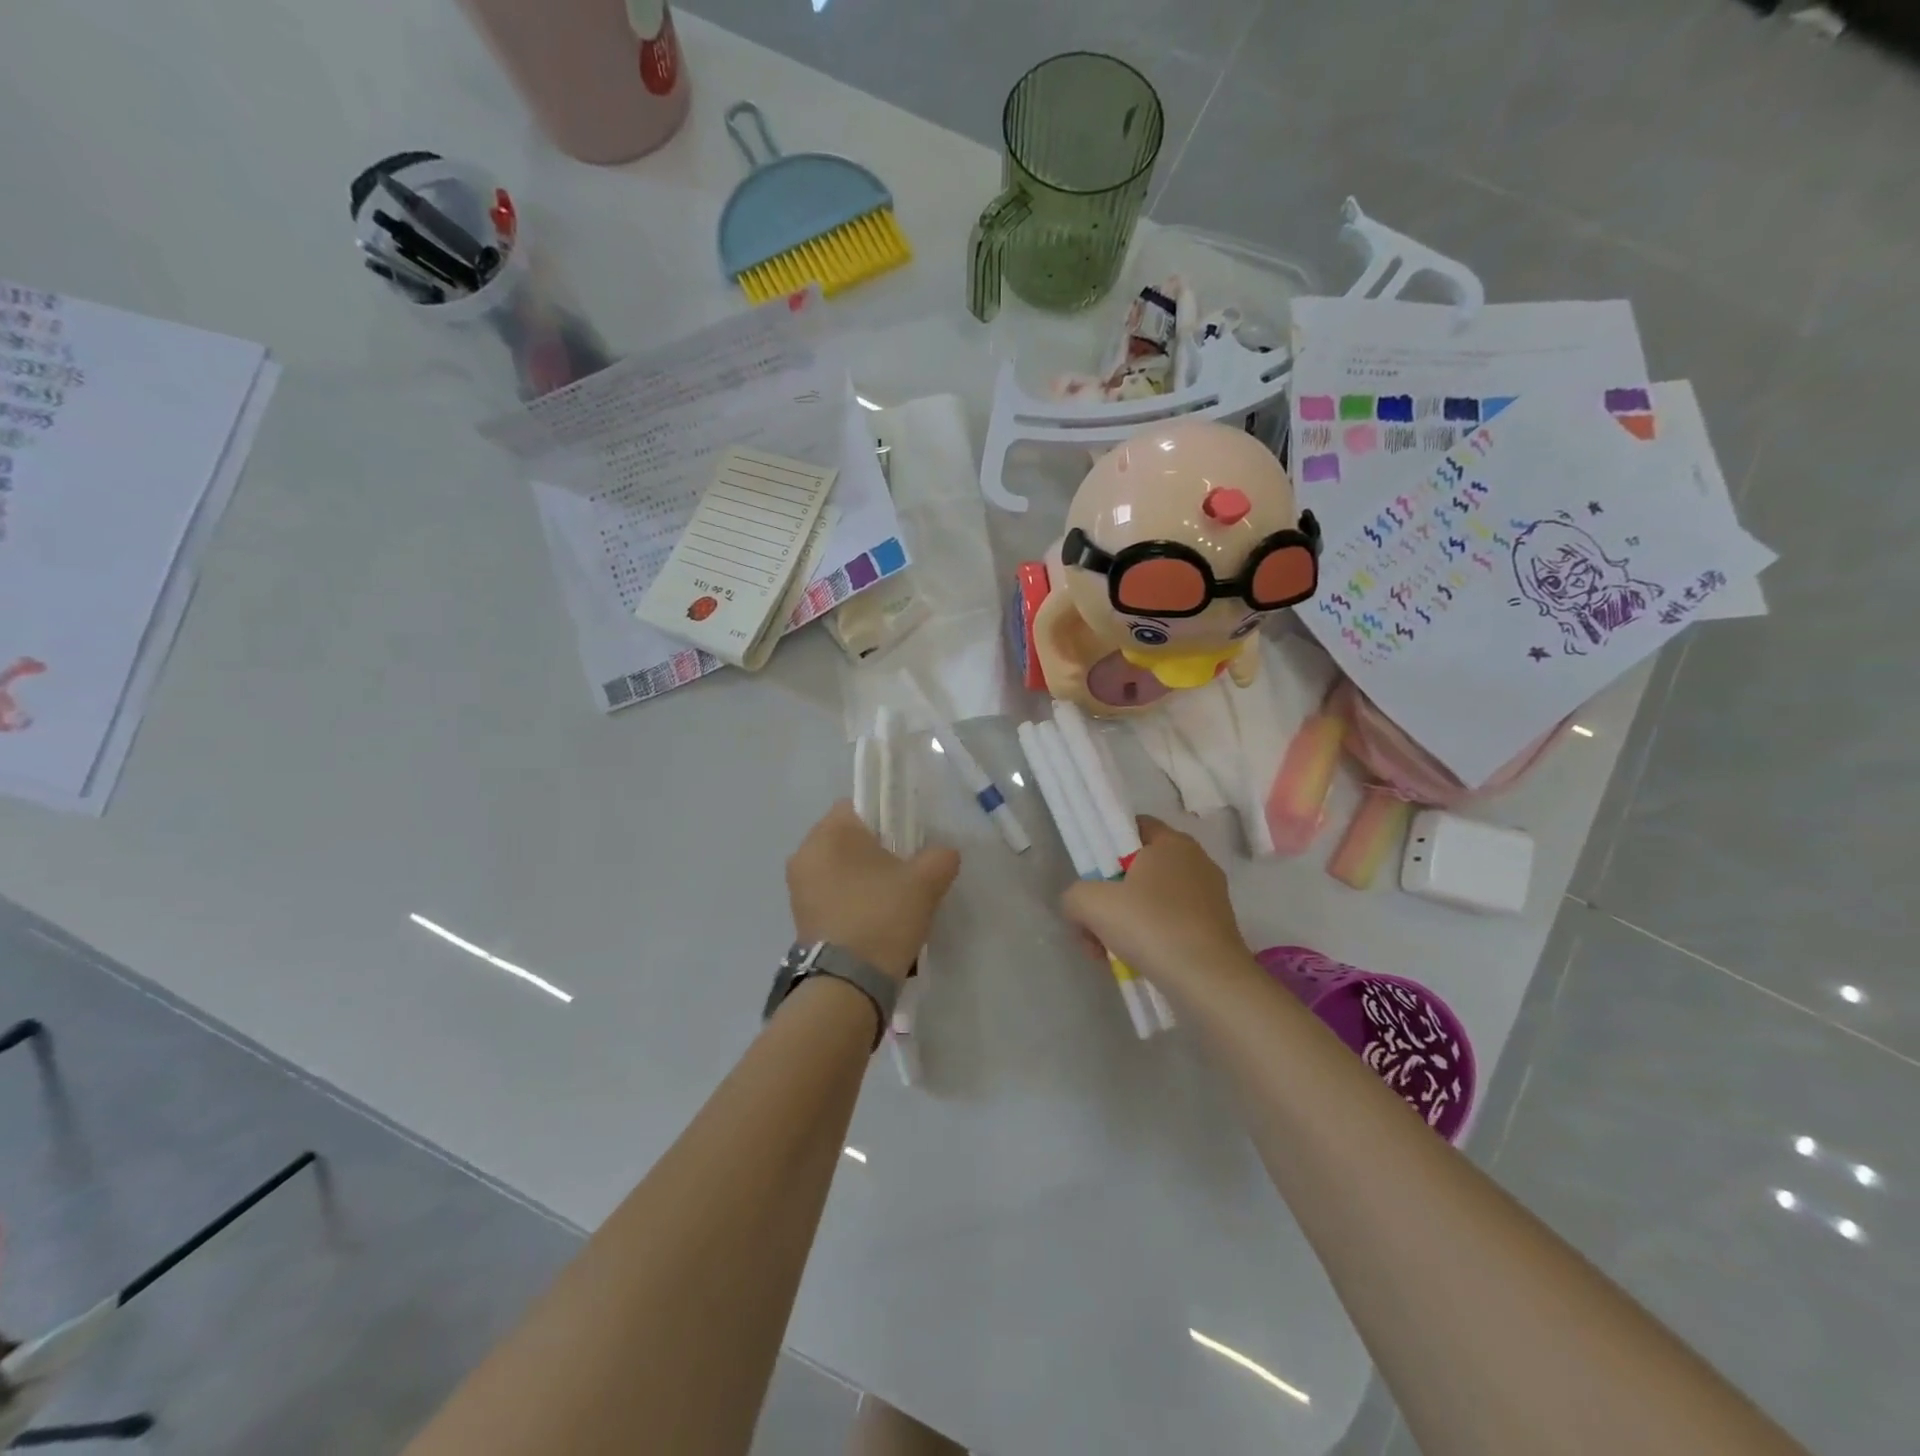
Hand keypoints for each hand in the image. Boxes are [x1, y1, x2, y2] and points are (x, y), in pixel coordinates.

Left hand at [786, 800, 960, 981]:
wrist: (848, 984)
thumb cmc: (883, 916)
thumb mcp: (926, 881)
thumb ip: (941, 856)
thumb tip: (943, 854)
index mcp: (829, 833)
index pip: (858, 805)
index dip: (886, 817)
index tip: (907, 841)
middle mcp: (804, 853)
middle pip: (847, 838)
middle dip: (875, 851)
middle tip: (904, 872)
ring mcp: (797, 888)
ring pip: (839, 868)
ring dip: (862, 878)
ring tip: (891, 901)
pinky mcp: (799, 917)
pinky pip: (830, 894)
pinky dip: (850, 900)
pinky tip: (874, 920)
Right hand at [1060, 816, 1253, 991]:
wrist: (1208, 981)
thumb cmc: (1150, 926)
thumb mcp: (1090, 903)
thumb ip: (1075, 895)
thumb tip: (1080, 906)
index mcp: (1172, 842)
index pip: (1134, 827)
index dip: (1107, 848)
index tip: (1092, 877)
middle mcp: (1197, 862)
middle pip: (1141, 869)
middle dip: (1113, 896)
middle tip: (1095, 923)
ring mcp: (1212, 897)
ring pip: (1155, 901)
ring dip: (1129, 922)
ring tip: (1111, 953)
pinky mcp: (1218, 930)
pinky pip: (1173, 925)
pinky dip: (1153, 940)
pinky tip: (1138, 963)